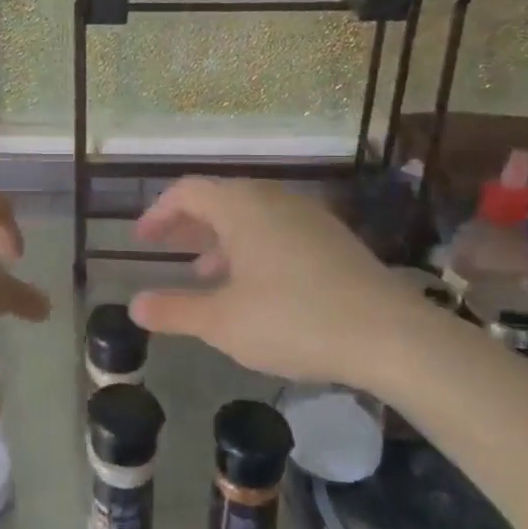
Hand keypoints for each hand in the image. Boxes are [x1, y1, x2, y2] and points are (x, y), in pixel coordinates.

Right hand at [129, 177, 440, 391]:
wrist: (392, 337)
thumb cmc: (294, 320)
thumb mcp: (222, 323)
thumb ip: (175, 311)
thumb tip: (135, 306)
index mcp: (242, 207)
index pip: (187, 191)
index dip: (158, 213)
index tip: (142, 239)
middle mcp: (274, 199)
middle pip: (219, 199)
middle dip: (188, 224)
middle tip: (166, 249)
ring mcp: (309, 217)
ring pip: (250, 215)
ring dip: (220, 238)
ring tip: (204, 274)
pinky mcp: (333, 239)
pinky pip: (277, 229)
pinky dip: (251, 247)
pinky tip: (253, 286)